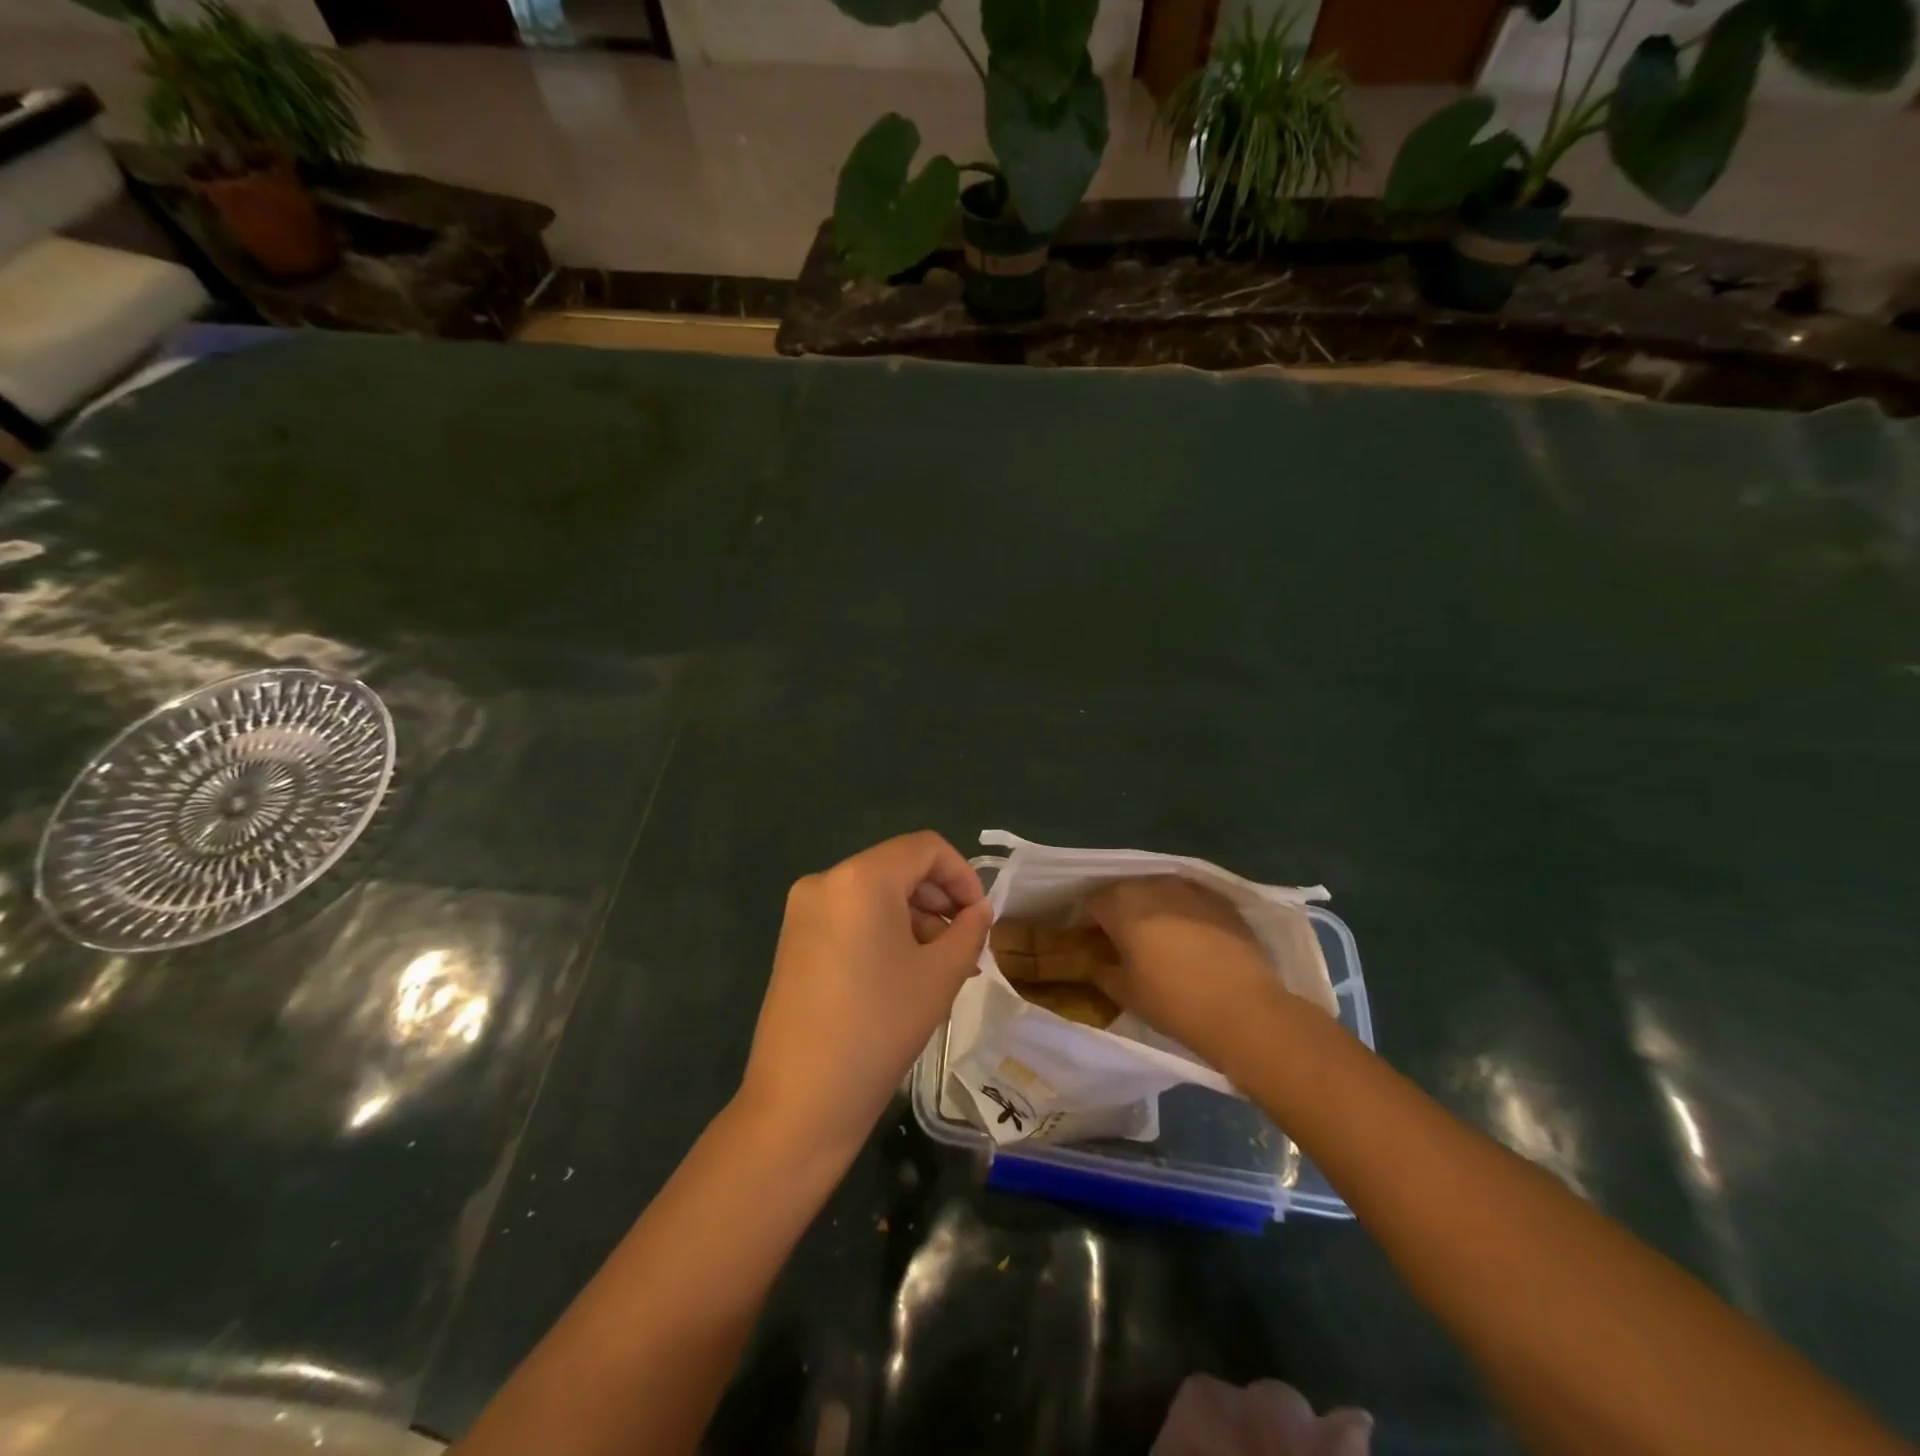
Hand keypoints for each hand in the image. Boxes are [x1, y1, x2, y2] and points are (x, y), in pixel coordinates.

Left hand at [738, 832, 991, 1162]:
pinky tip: (903, 974)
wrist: (801, 1100)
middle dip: (939, 901)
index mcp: (861, 877)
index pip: (926, 848)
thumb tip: (979, 910)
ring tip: (940, 968)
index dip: (963, 875)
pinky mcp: (793, 940)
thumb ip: (969, 930)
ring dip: (914, 919)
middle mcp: (825, 880)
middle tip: (966, 947)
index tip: (981, 918)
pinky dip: (883, 932)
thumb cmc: (880, 1027)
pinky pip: (851, 917)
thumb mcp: (940, 975)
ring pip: (875, 895)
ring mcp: (803, 910)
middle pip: (898, 869)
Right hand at [1083, 876, 1295, 1068]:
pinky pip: (1189, 902)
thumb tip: (1097, 962)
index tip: (1088, 945)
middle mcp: (1153, 885)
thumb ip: (1101, 970)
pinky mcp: (1221, 902)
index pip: (1091, 904)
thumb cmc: (1173, 1001)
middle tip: (1120, 943)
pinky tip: (1188, 941)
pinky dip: (1182, 915)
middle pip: (1124, 893)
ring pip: (1159, 893)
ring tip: (1155, 940)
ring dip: (1151, 910)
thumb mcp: (1124, 992)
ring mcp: (1191, 889)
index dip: (1085, 924)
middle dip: (1118, 913)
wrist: (1244, 1010)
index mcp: (1121, 903)